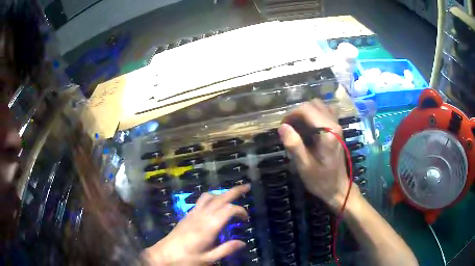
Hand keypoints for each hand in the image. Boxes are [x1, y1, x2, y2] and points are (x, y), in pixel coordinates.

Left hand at [145, 184, 250, 265]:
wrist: (163, 255)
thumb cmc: (186, 259)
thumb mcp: (208, 259)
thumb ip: (226, 250)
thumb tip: (242, 243)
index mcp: (208, 227)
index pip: (228, 210)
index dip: (240, 210)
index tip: (246, 219)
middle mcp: (201, 216)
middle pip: (219, 198)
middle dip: (234, 191)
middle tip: (247, 186)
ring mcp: (192, 214)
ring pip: (209, 197)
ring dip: (221, 193)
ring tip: (231, 197)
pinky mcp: (187, 216)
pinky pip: (201, 201)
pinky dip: (212, 198)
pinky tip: (215, 205)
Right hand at [278, 99, 356, 209]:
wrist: (338, 188)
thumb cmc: (321, 180)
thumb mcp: (304, 166)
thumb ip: (294, 145)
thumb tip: (282, 126)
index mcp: (327, 132)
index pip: (307, 110)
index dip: (291, 114)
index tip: (283, 126)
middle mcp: (334, 124)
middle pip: (313, 104)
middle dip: (298, 112)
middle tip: (289, 127)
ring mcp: (337, 125)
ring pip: (320, 106)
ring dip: (306, 112)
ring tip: (297, 126)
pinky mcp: (337, 129)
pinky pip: (325, 112)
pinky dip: (314, 114)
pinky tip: (308, 127)